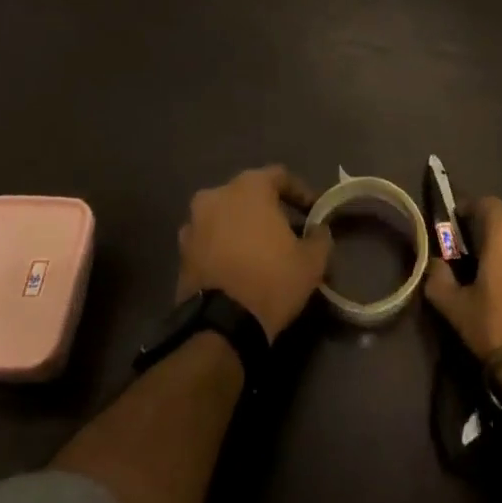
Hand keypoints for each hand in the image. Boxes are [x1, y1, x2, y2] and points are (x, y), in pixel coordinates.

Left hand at [175, 166, 332, 341]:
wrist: (221, 325)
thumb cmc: (272, 280)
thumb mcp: (312, 261)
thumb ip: (319, 237)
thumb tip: (318, 230)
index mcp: (249, 187)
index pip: (279, 176)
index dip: (300, 192)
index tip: (312, 211)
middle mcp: (216, 195)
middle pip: (248, 193)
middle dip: (267, 208)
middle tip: (285, 230)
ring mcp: (194, 222)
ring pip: (225, 215)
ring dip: (242, 226)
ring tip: (259, 249)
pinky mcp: (181, 250)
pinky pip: (209, 238)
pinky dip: (223, 245)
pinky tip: (237, 265)